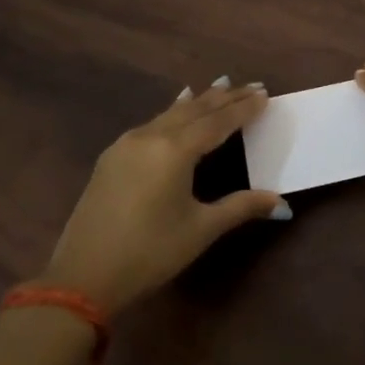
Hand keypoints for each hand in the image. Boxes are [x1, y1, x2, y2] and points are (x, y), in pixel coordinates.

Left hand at [42, 79, 286, 312]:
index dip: (243, 108)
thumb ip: (241, 207)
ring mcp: (126, 145)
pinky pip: (151, 124)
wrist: (81, 278)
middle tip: (250, 85)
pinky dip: (173, 113)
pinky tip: (175, 108)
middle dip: (224, 98)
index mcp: (175, 151)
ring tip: (220, 86)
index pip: (218, 122)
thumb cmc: (150, 253)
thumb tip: (282, 203)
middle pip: (195, 110)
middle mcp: (151, 138)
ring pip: (170, 114)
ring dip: (198, 101)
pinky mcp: (111, 158)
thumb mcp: (201, 229)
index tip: (264, 94)